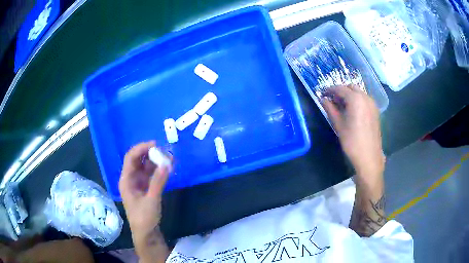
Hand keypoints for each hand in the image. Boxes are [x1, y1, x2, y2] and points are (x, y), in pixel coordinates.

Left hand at [119, 141, 170, 260]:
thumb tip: (166, 164)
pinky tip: (166, 168)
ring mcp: (138, 183)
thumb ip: (158, 181)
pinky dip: (158, 170)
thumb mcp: (151, 200)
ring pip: (145, 167)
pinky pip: (151, 175)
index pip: (130, 158)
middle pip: (138, 160)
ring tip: (168, 157)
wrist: (146, 233)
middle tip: (164, 151)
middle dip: (150, 154)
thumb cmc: (144, 218)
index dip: (141, 149)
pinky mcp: (145, 188)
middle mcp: (130, 179)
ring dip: (155, 161)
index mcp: (126, 180)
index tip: (155, 145)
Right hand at [322, 85, 384, 178]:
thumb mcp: (339, 125)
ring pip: (359, 92)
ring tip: (342, 106)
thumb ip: (330, 109)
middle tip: (333, 101)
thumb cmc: (352, 141)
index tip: (323, 94)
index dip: (330, 90)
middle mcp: (365, 97)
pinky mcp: (375, 110)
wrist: (369, 156)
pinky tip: (353, 111)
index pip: (340, 88)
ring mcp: (372, 103)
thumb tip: (323, 99)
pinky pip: (364, 99)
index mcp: (355, 99)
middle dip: (341, 91)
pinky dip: (357, 100)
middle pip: (351, 87)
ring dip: (349, 95)